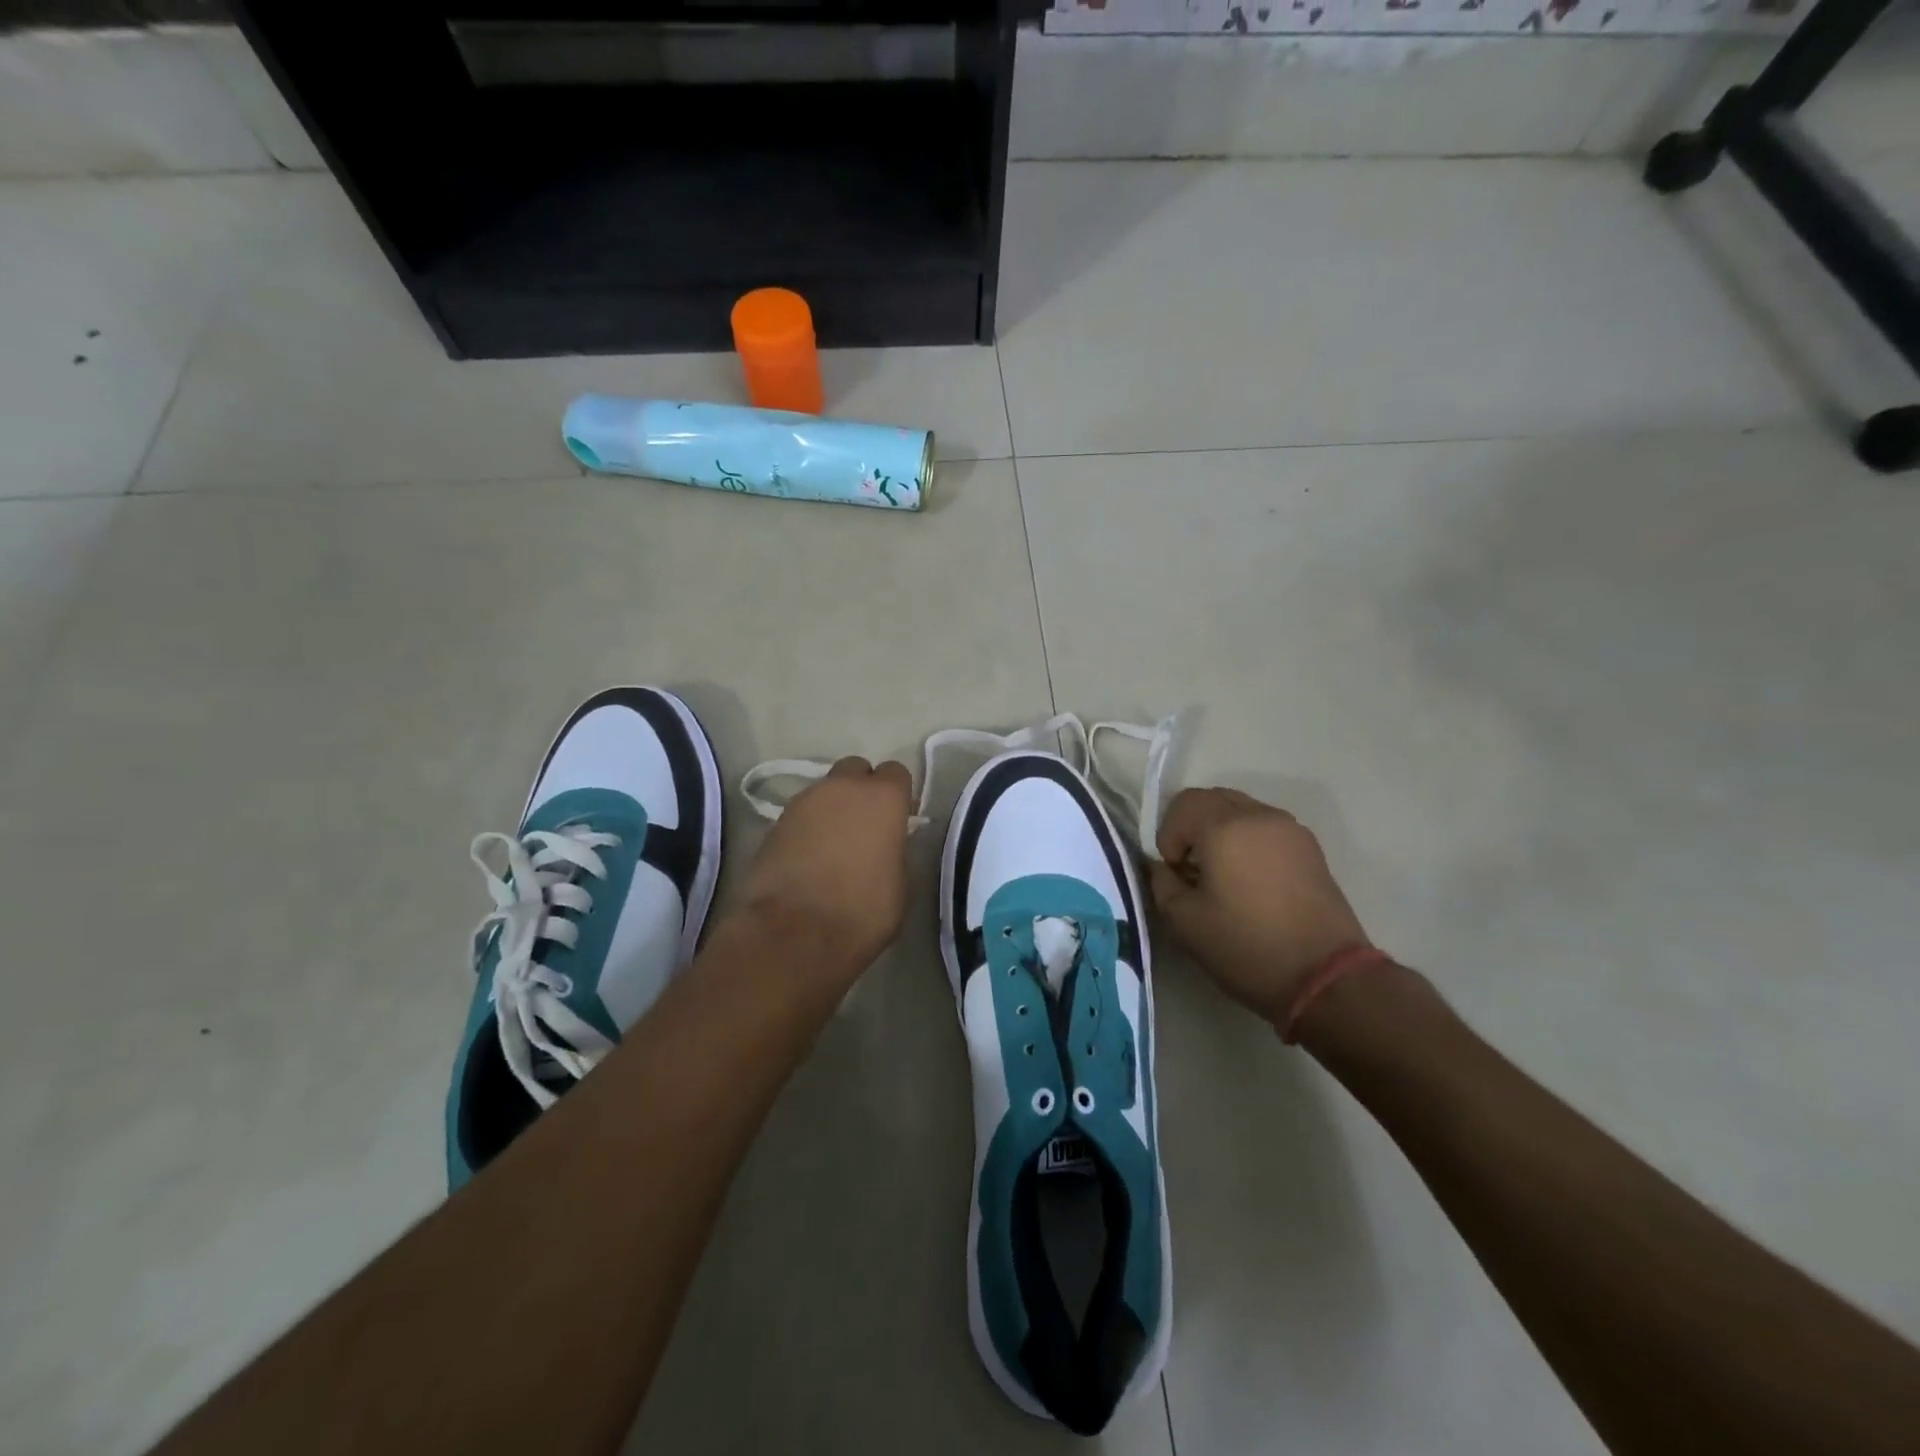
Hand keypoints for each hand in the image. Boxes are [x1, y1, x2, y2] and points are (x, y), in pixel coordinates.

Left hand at [738, 757, 913, 984]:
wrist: (794, 933)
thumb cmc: (862, 911)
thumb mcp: (900, 884)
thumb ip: (895, 851)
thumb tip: (885, 845)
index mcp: (883, 798)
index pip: (897, 772)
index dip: (898, 795)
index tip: (898, 820)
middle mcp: (843, 788)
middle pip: (856, 770)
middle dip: (861, 790)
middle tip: (864, 826)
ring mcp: (804, 802)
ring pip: (825, 791)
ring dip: (832, 809)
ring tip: (833, 846)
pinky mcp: (774, 823)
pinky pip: (801, 814)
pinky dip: (807, 828)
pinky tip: (808, 858)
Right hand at [1148, 788, 1369, 1027]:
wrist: (1326, 978)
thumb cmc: (1247, 948)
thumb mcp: (1185, 923)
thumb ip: (1162, 883)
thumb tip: (1162, 867)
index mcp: (1225, 828)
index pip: (1182, 804)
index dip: (1168, 835)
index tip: (1175, 872)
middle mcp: (1259, 816)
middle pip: (1212, 799)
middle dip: (1192, 827)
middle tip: (1192, 869)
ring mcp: (1290, 829)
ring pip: (1241, 810)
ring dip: (1221, 831)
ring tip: (1223, 874)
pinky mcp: (1310, 847)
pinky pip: (1266, 826)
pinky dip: (1248, 839)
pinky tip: (1251, 880)